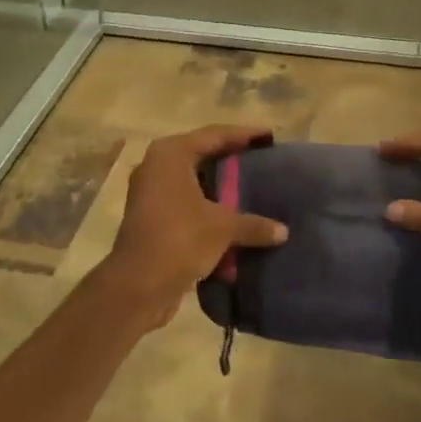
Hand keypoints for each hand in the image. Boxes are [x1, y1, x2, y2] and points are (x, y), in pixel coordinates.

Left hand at [98, 125, 287, 327]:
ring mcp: (149, 191)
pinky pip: (185, 200)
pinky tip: (231, 213)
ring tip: (249, 184)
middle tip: (261, 157)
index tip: (270, 136)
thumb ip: (254, 224)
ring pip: (192, 178)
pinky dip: (207, 204)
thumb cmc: (180, 240)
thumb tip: (283, 232)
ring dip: (218, 183)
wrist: (137, 287)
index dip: (244, 135)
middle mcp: (156, 165)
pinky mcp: (149, 216)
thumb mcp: (223, 229)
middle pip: (201, 153)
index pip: (215, 135)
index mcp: (171, 154)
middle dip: (231, 157)